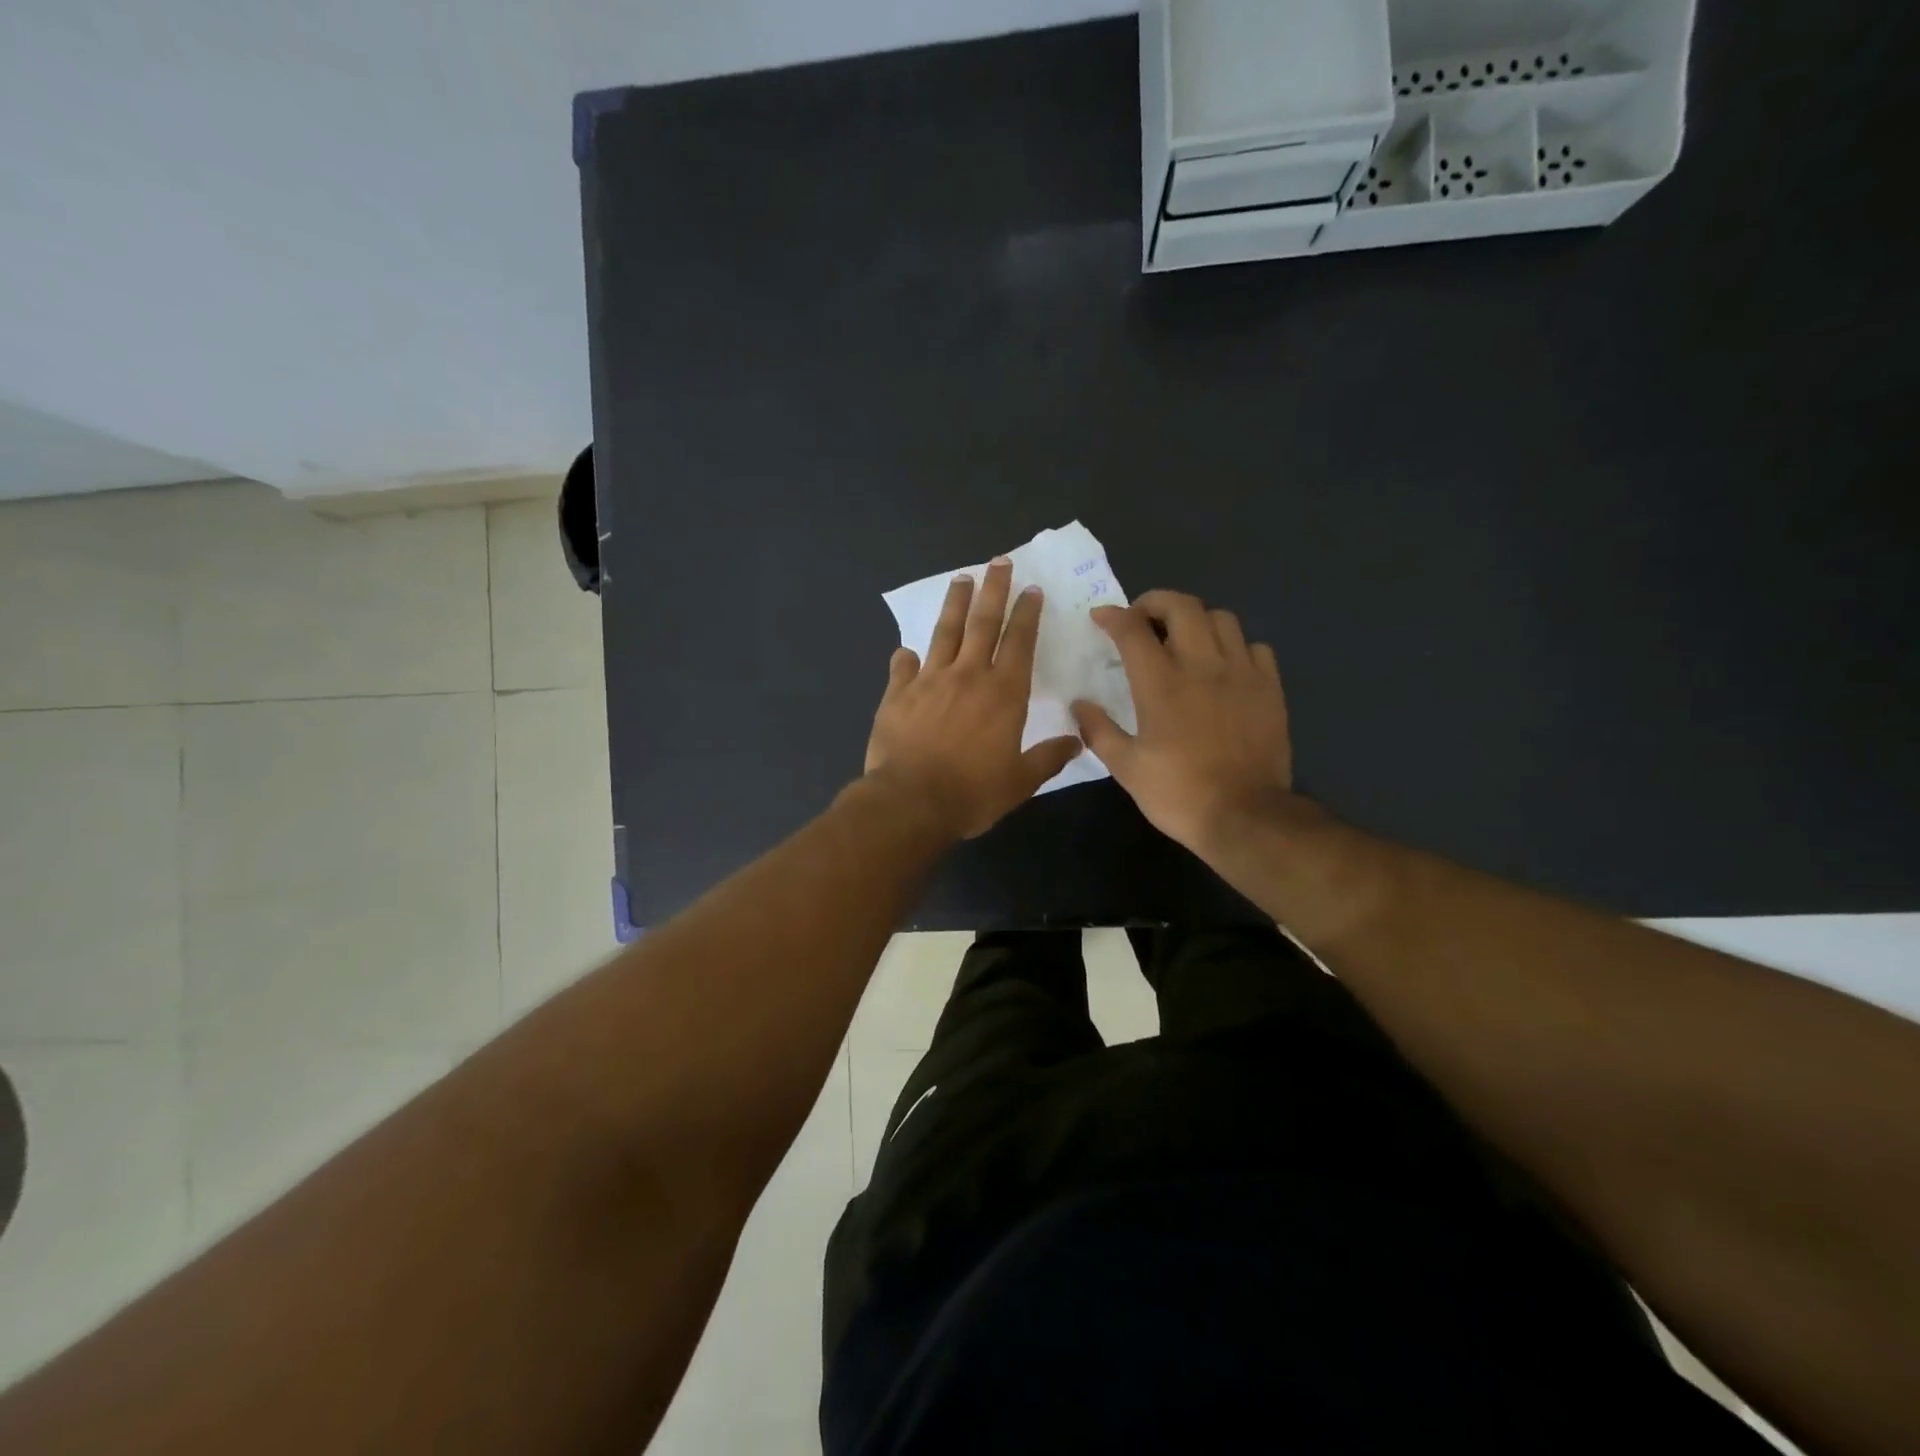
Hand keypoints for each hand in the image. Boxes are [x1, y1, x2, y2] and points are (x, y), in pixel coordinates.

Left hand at [866, 557, 1081, 839]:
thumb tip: (1077, 742)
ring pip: (944, 633)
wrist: (910, 802)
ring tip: (961, 578)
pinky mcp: (897, 695)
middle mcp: (968, 676)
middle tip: (999, 562)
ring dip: (954, 604)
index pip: (1020, 642)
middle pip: (983, 623)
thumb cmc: (972, 793)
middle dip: (994, 590)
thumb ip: (1048, 758)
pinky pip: (903, 668)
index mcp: (1004, 693)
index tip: (1031, 589)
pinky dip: (906, 657)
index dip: (1027, 614)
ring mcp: (929, 681)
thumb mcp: (1020, 782)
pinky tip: (906, 649)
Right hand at [1072, 590, 1296, 855]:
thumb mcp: (1126, 768)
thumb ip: (1099, 730)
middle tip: (1142, 619)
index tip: (1100, 617)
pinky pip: (1255, 646)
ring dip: (1196, 619)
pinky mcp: (1270, 688)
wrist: (1246, 816)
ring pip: (1221, 618)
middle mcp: (1202, 666)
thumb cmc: (1178, 794)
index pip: (1133, 630)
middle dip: (1155, 602)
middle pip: (1182, 606)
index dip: (1113, 616)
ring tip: (1184, 638)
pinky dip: (1235, 646)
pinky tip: (1224, 665)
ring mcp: (1242, 673)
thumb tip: (1079, 705)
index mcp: (1161, 684)